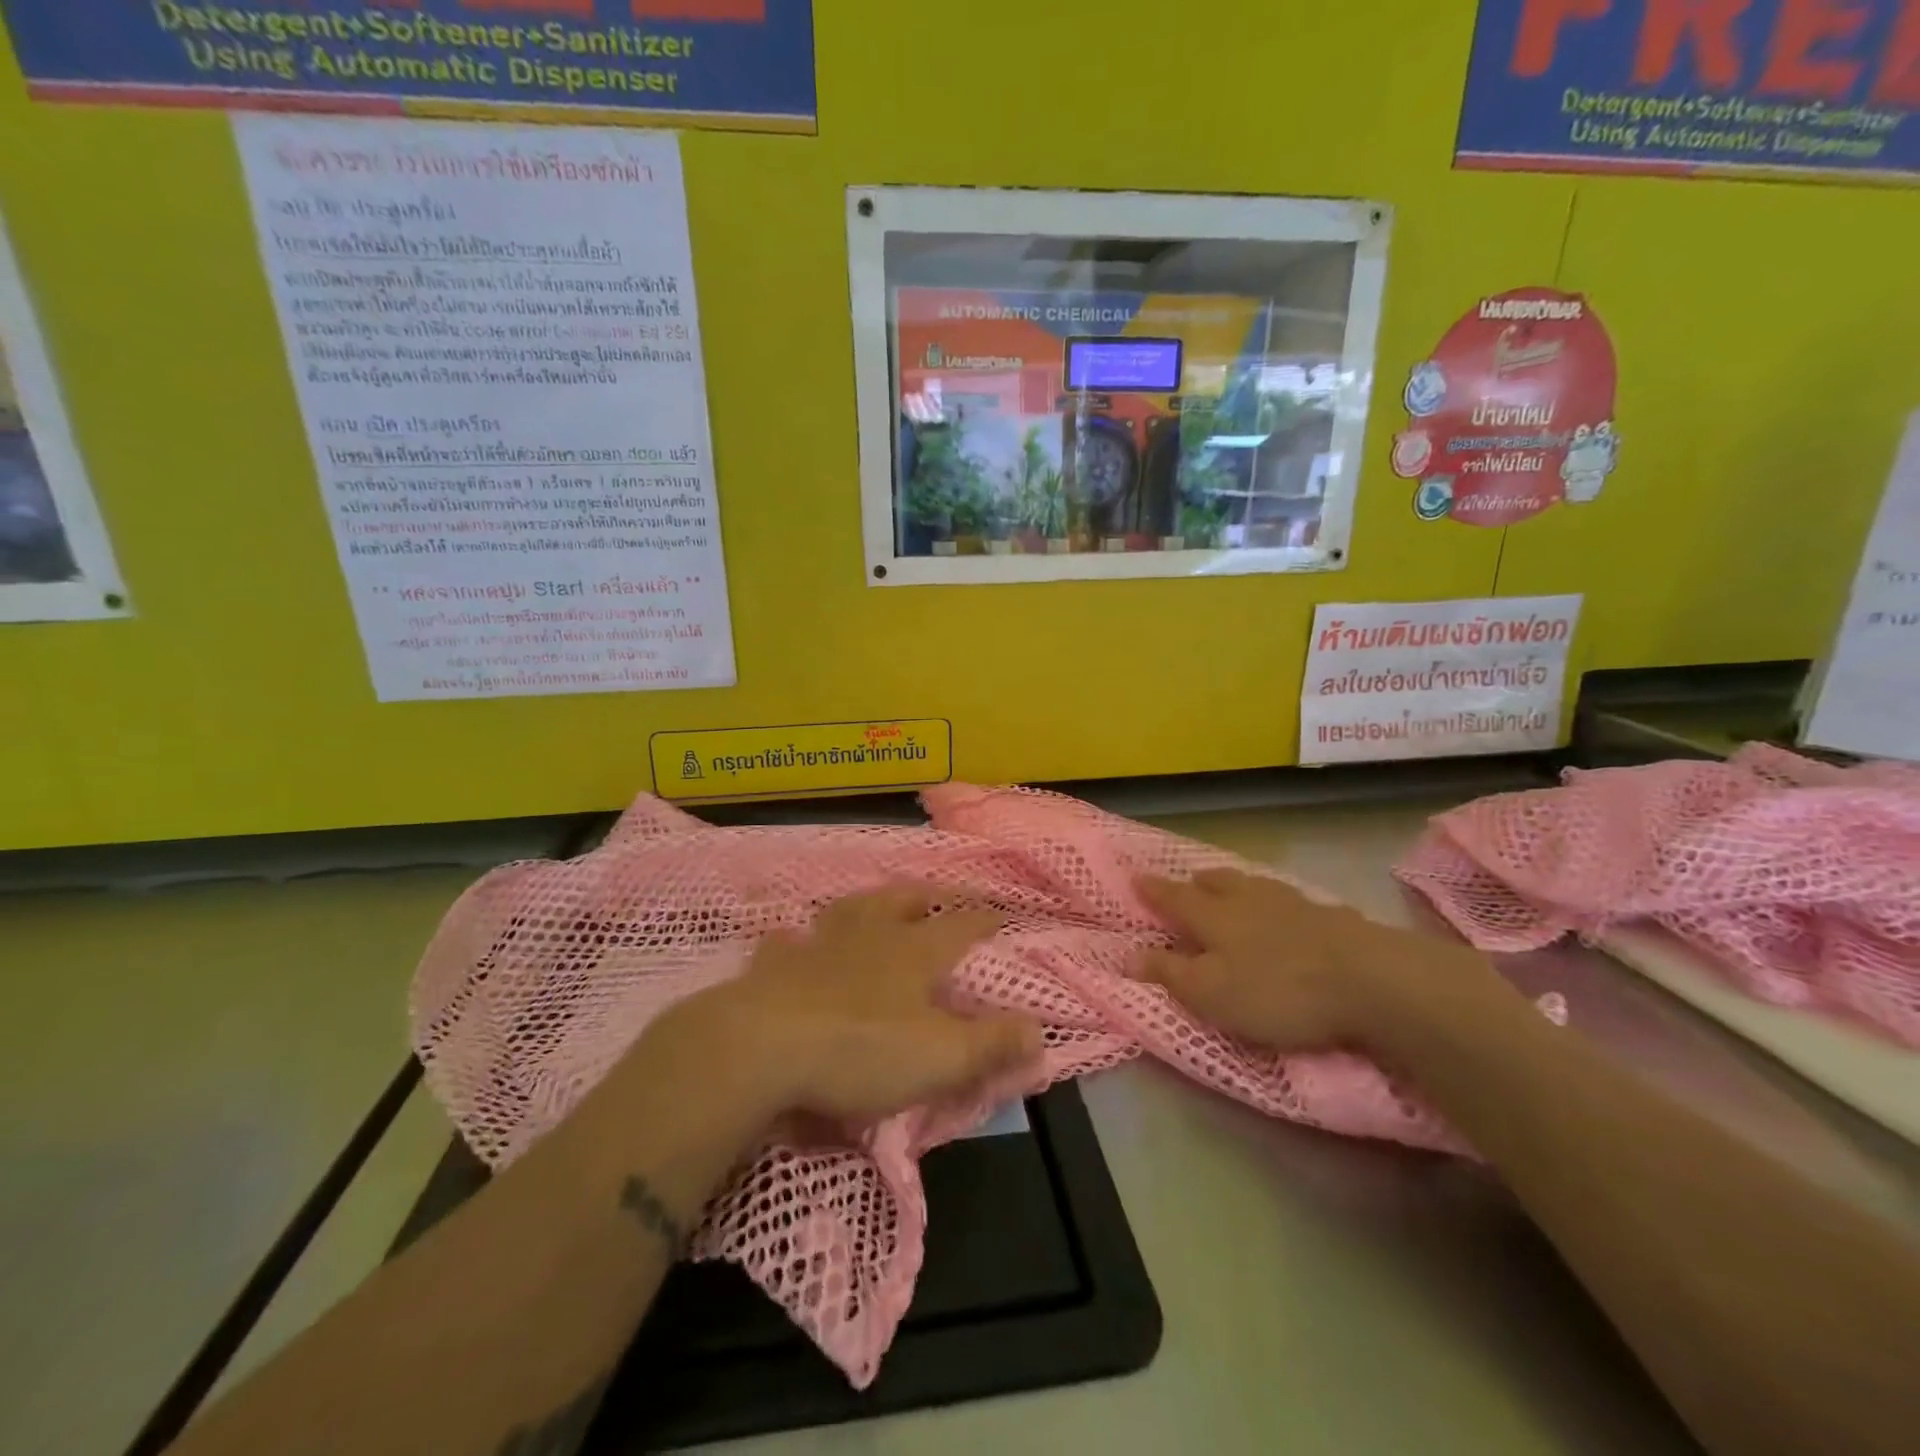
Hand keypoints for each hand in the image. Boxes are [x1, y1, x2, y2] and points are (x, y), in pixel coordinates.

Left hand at [675, 885, 1042, 1124]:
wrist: (761, 1047)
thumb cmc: (861, 1049)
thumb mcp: (940, 1057)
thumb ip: (991, 1044)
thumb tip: (1040, 1030)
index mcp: (913, 952)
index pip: (960, 926)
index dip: (983, 919)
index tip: (999, 911)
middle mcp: (868, 936)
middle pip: (901, 902)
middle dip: (924, 897)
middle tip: (936, 894)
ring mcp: (818, 945)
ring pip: (847, 910)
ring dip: (866, 903)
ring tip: (873, 903)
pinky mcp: (774, 967)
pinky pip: (786, 943)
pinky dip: (794, 940)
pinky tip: (791, 940)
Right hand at [1134, 868, 1456, 1051]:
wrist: (1370, 980)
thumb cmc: (1277, 990)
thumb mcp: (1211, 993)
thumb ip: (1169, 973)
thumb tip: (1127, 954)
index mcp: (1215, 917)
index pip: (1176, 898)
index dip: (1154, 891)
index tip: (1135, 877)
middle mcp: (1250, 901)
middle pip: (1218, 884)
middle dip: (1198, 882)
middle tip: (1189, 880)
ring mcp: (1295, 905)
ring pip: (1257, 886)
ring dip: (1239, 885)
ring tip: (1234, 888)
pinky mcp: (1333, 918)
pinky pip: (1296, 902)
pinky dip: (1282, 904)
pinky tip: (1292, 913)